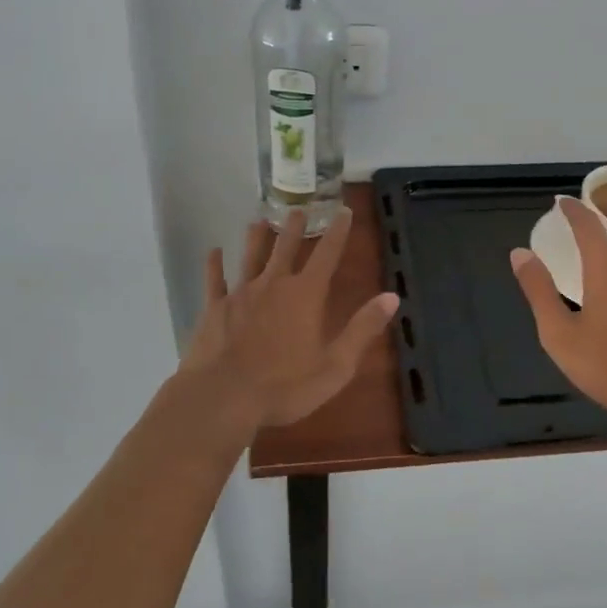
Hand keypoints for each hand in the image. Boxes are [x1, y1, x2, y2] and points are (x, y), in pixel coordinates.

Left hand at [177, 207, 399, 430]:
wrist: (222, 398)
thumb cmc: (284, 386)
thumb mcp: (335, 365)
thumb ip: (362, 329)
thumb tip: (392, 297)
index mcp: (305, 295)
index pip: (327, 254)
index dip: (338, 231)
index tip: (343, 211)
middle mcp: (273, 284)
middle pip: (286, 248)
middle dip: (294, 228)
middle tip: (298, 209)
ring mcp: (240, 294)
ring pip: (250, 256)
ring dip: (256, 237)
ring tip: (258, 221)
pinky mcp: (214, 309)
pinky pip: (214, 280)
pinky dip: (214, 264)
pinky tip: (213, 252)